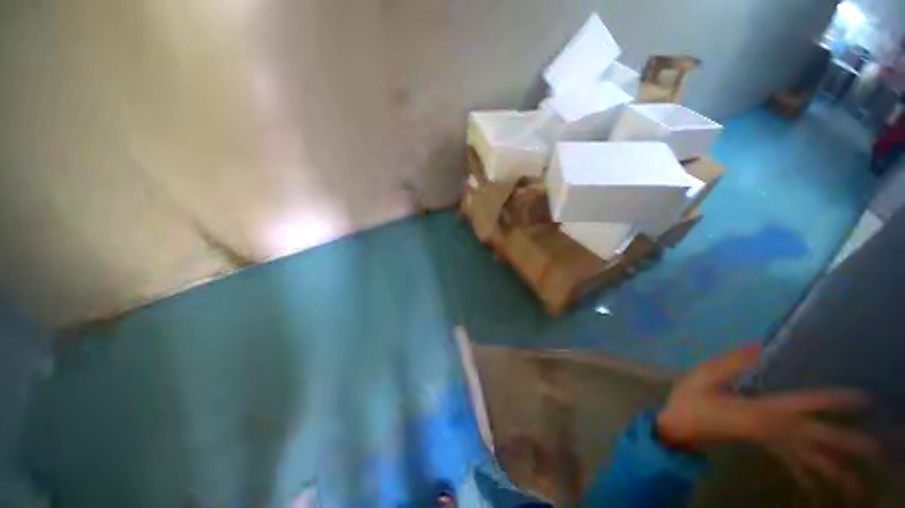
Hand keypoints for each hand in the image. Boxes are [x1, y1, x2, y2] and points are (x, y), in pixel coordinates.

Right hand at [656, 348, 880, 499]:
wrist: (678, 428)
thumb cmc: (689, 402)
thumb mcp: (700, 377)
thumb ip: (728, 363)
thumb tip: (759, 346)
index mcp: (761, 410)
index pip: (806, 405)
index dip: (836, 401)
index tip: (866, 399)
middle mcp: (775, 430)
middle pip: (822, 440)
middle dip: (854, 445)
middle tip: (886, 451)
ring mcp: (771, 443)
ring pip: (813, 461)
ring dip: (840, 472)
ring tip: (863, 486)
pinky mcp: (765, 448)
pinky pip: (795, 466)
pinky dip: (812, 476)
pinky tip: (822, 486)